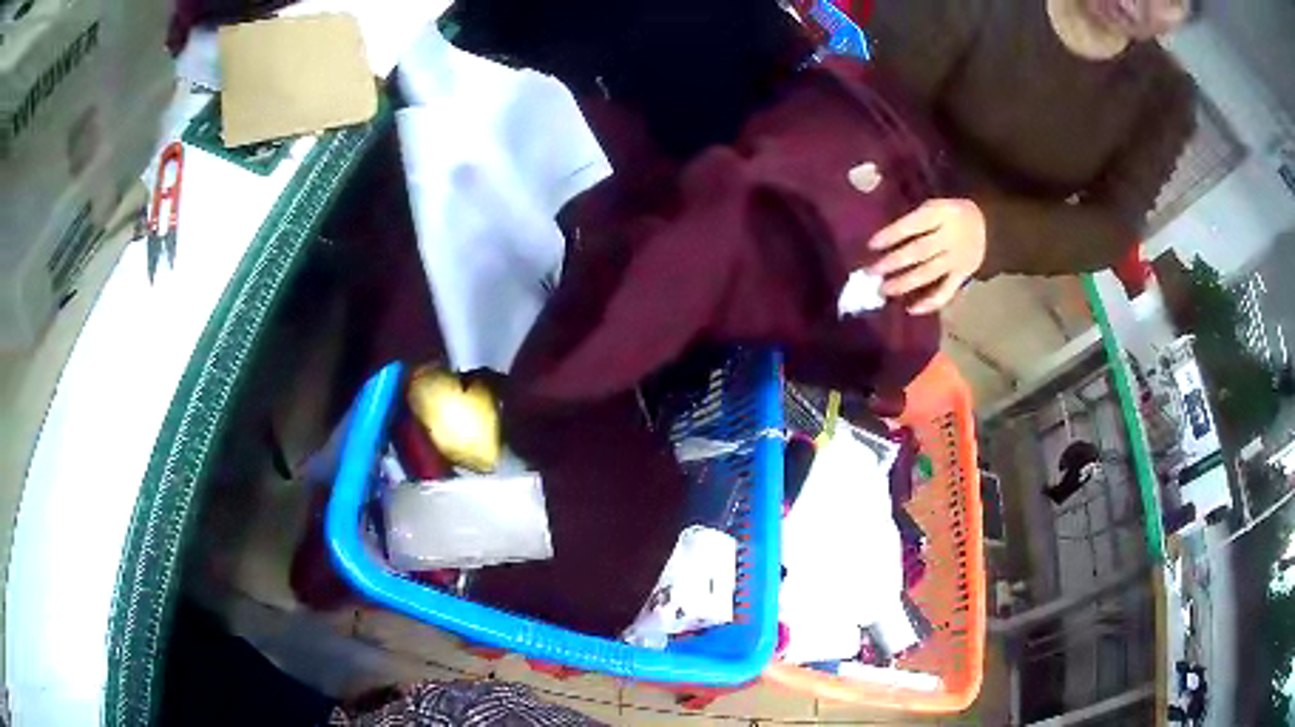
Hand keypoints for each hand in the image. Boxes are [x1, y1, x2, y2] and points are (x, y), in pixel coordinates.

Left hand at [865, 199, 986, 314]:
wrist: (989, 226)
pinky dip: (929, 302)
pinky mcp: (963, 276)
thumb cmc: (952, 214)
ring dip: (905, 283)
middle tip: (871, 272)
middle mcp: (949, 237)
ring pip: (929, 273)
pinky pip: (946, 292)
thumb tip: (884, 239)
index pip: (913, 225)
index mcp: (941, 214)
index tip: (871, 245)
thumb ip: (915, 219)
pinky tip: (911, 309)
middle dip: (894, 262)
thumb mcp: (936, 205)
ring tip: (884, 290)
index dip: (891, 235)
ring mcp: (957, 259)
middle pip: (919, 251)